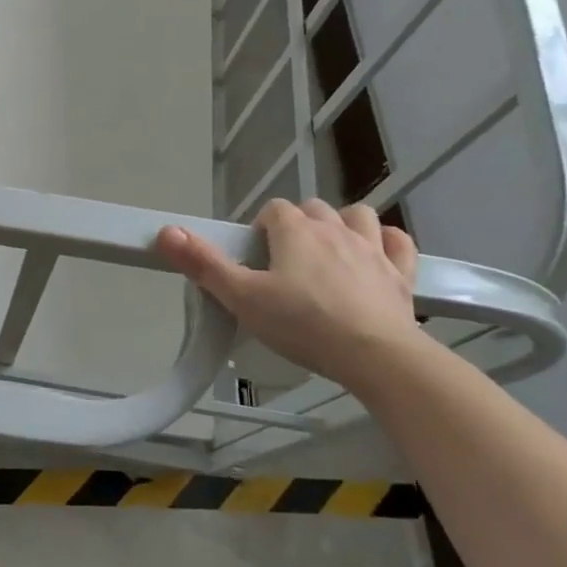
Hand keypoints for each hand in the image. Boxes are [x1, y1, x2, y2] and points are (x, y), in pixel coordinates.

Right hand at [157, 198, 421, 390]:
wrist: (376, 356)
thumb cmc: (303, 325)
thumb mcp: (242, 298)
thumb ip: (204, 264)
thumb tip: (165, 231)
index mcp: (295, 230)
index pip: (273, 210)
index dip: (262, 230)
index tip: (256, 260)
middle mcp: (334, 228)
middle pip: (313, 210)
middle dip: (299, 226)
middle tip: (286, 264)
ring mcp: (373, 248)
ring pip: (358, 216)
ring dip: (344, 225)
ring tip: (331, 252)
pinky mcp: (401, 273)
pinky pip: (398, 242)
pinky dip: (387, 243)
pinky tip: (377, 257)